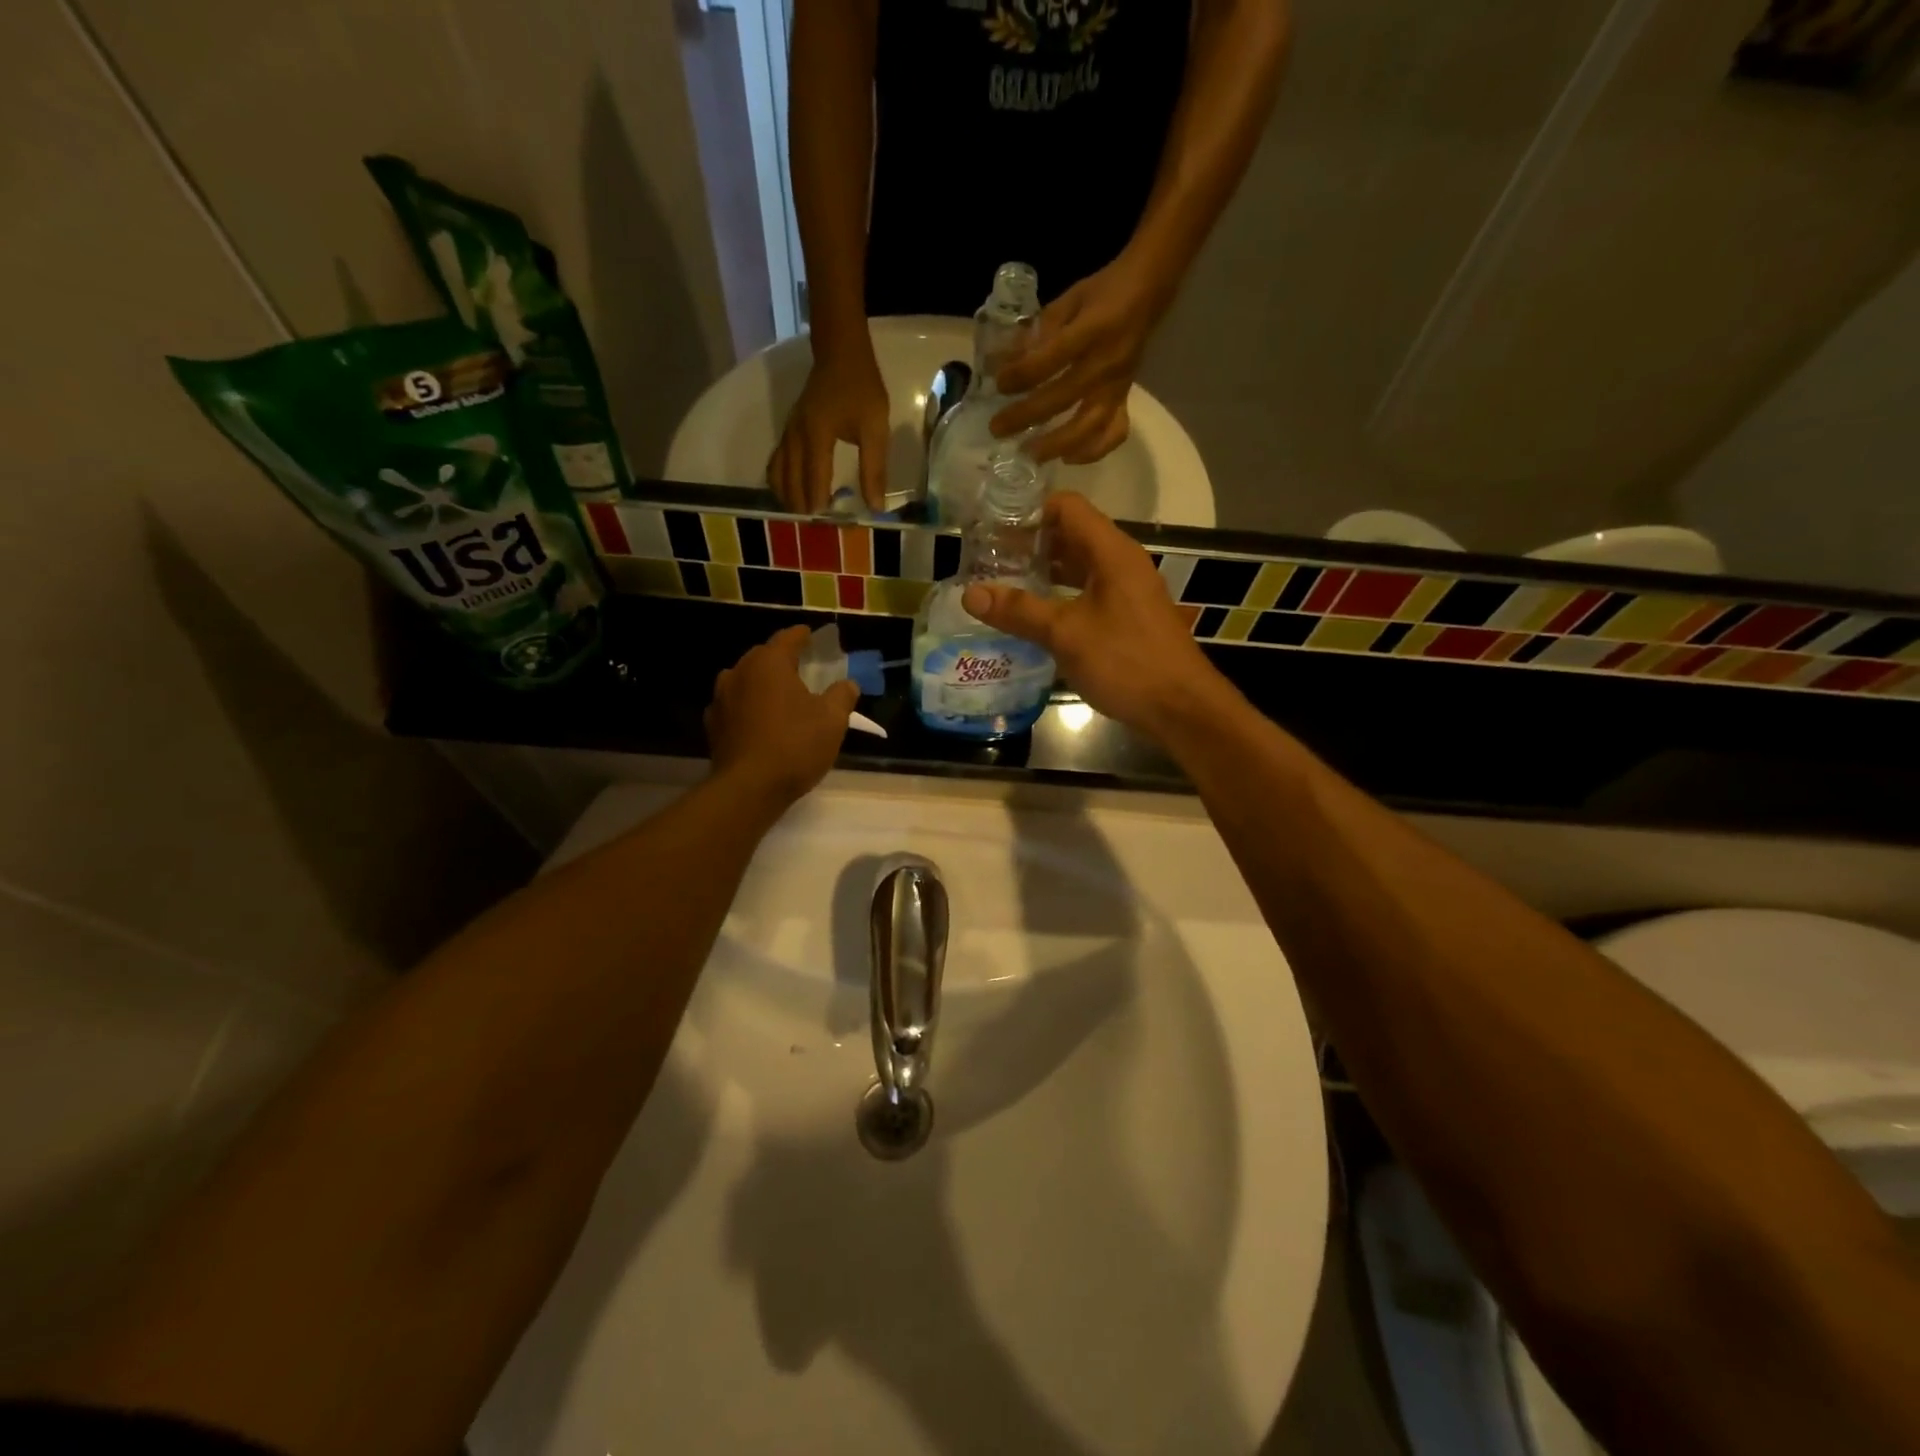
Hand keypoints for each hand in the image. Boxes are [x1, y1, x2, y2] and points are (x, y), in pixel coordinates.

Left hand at [706, 626, 859, 803]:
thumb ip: (842, 695)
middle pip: (763, 657)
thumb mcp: (832, 720)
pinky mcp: (713, 725)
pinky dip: (749, 707)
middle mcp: (739, 672)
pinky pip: (735, 706)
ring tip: (780, 695)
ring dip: (762, 684)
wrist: (748, 788)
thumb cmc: (795, 745)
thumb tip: (848, 684)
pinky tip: (761, 722)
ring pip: (745, 681)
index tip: (811, 635)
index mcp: (769, 663)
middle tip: (801, 667)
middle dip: (781, 660)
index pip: (787, 638)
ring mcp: (721, 699)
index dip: (802, 636)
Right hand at [768, 347, 890, 513]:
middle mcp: (795, 437)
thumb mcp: (876, 428)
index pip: (814, 478)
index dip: (818, 503)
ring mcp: (787, 434)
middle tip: (818, 529)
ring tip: (804, 517)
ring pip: (778, 475)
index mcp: (817, 435)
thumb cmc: (862, 389)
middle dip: (803, 506)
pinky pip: (776, 464)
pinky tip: (791, 496)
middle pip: (791, 481)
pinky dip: (781, 483)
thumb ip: (874, 468)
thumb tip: (875, 506)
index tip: (827, 524)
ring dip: (789, 498)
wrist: (840, 353)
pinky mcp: (787, 432)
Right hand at [960, 493, 1222, 736]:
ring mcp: (1127, 591)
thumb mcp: (1066, 634)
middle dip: (1030, 543)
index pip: (1067, 507)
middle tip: (988, 559)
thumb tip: (970, 594)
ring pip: (1079, 567)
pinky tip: (1034, 616)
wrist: (1181, 708)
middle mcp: (1121, 563)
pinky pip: (1088, 592)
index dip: (1029, 511)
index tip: (992, 528)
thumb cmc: (1126, 662)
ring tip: (1003, 584)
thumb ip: (1019, 611)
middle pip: (1072, 535)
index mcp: (1112, 552)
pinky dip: (1060, 596)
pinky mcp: (1128, 617)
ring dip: (1044, 571)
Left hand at [988, 255, 1169, 464]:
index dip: (1021, 375)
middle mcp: (1106, 363)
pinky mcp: (1125, 399)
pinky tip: (1068, 457)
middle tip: (997, 429)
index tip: (998, 384)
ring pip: (1088, 426)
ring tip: (1029, 454)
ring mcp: (1118, 386)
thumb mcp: (1068, 299)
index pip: (1051, 359)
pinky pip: (1113, 433)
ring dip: (1056, 445)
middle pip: (1062, 398)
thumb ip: (1036, 331)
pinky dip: (1092, 451)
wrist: (1150, 291)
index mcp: (1092, 330)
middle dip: (1026, 416)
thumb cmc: (1104, 292)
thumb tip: (1000, 362)